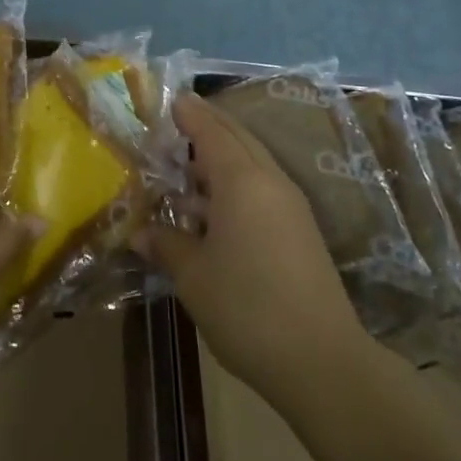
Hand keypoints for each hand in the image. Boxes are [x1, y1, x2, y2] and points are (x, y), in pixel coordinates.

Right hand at [136, 93, 360, 395]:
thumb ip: (166, 244)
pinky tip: (211, 210)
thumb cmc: (246, 307)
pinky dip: (235, 184)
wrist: (321, 360)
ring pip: (252, 164)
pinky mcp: (300, 232)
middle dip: (208, 126)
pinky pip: (262, 189)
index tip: (171, 99)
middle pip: (237, 139)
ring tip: (185, 166)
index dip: (190, 114)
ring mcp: (290, 207)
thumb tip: (139, 233)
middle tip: (177, 121)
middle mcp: (270, 182)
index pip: (212, 131)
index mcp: (242, 181)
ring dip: (220, 158)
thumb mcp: (193, 275)